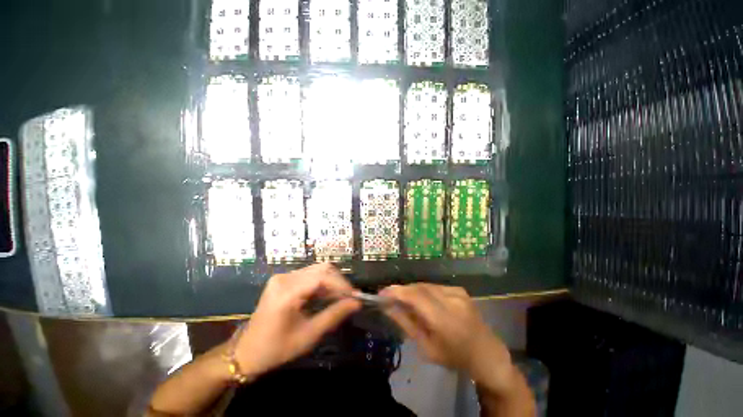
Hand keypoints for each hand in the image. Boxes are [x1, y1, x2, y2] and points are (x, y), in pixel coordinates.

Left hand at [234, 263, 360, 378]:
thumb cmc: (279, 347)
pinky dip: (319, 287)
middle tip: (351, 302)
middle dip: (338, 283)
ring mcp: (279, 280)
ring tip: (341, 303)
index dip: (343, 286)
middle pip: (319, 269)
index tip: (357, 299)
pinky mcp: (279, 284)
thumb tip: (356, 303)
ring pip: (313, 272)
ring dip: (330, 285)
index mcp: (287, 291)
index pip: (322, 277)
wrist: (251, 351)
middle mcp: (283, 278)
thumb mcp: (309, 334)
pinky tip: (326, 301)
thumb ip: (333, 315)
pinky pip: (305, 279)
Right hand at [381, 283, 514, 392]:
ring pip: (429, 285)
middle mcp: (452, 300)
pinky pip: (438, 287)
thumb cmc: (453, 356)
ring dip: (413, 290)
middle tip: (388, 299)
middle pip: (420, 287)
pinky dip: (425, 291)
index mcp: (443, 317)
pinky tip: (421, 302)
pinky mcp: (463, 292)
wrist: (483, 351)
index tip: (380, 294)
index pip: (415, 295)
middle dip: (402, 290)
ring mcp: (459, 294)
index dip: (395, 292)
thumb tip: (388, 307)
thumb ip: (407, 324)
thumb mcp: (426, 346)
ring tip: (402, 301)